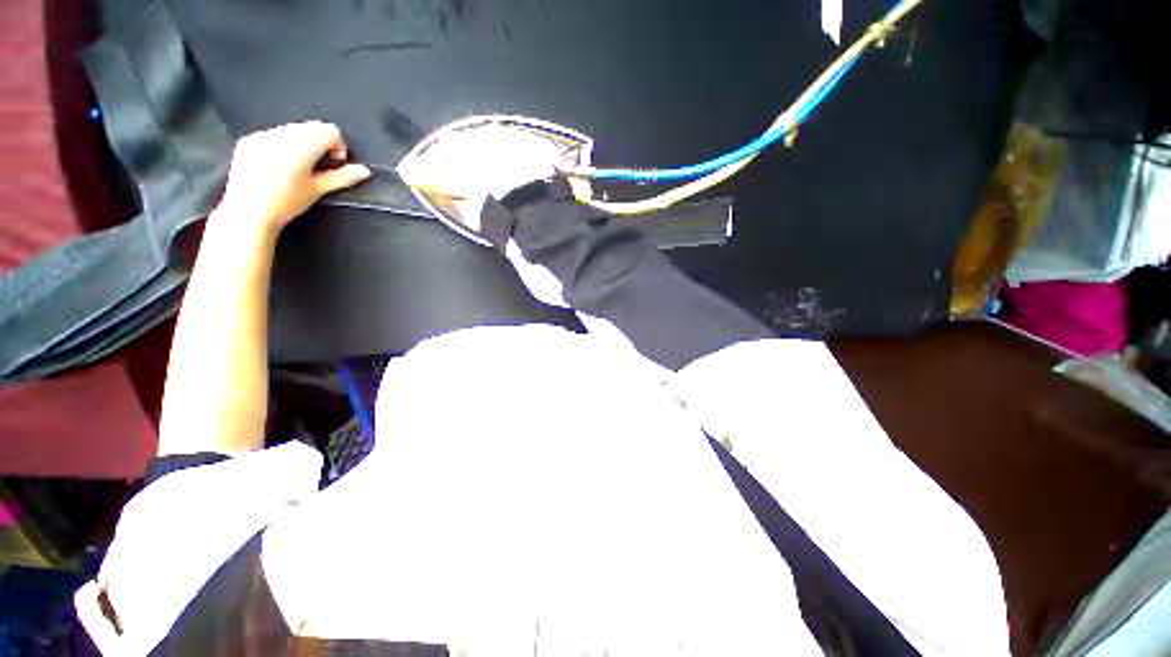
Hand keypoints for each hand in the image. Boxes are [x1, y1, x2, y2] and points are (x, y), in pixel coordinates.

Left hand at [216, 121, 370, 234]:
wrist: (248, 213)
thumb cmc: (286, 204)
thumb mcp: (318, 190)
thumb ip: (343, 177)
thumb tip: (365, 171)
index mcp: (301, 147)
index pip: (330, 131)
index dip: (338, 146)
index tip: (334, 164)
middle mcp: (281, 135)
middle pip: (312, 127)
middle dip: (321, 143)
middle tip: (319, 166)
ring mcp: (262, 135)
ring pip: (293, 128)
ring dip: (303, 143)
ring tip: (299, 166)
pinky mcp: (248, 140)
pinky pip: (274, 133)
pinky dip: (283, 144)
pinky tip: (279, 165)